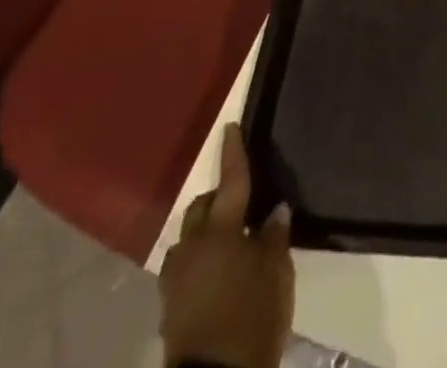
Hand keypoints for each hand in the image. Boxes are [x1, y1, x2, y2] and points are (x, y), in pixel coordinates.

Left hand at [159, 126, 294, 367]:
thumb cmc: (252, 319)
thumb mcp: (277, 274)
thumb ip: (274, 237)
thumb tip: (274, 211)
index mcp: (221, 232)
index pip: (230, 182)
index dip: (232, 153)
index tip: (230, 126)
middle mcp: (192, 248)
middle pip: (201, 208)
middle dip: (217, 198)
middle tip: (241, 202)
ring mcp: (176, 279)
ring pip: (188, 238)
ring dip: (205, 231)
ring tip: (228, 241)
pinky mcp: (169, 306)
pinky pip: (184, 266)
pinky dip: (199, 258)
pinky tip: (216, 271)